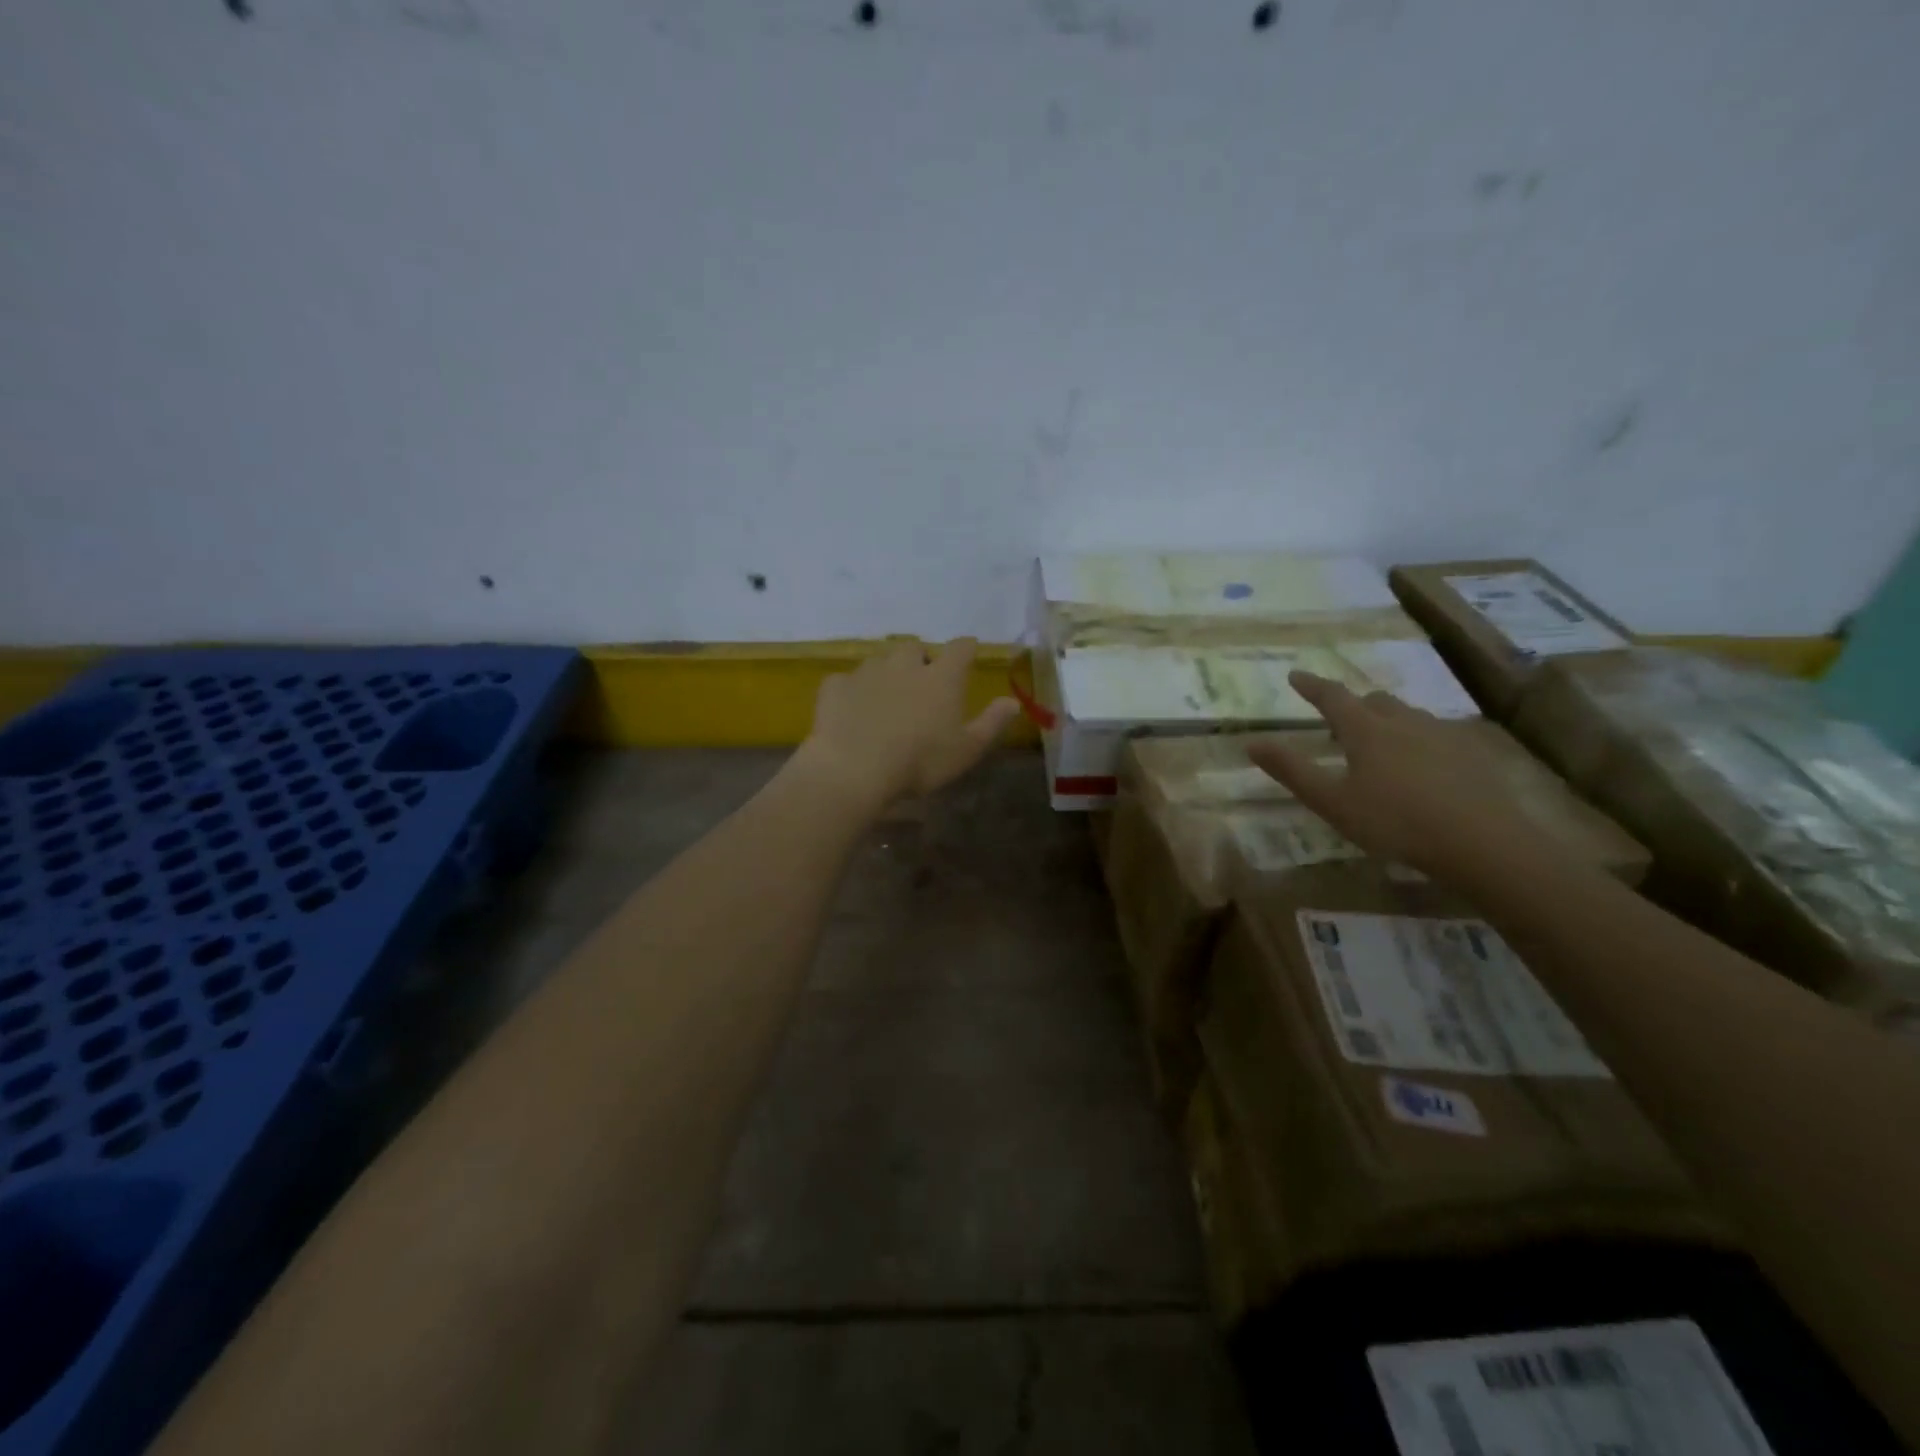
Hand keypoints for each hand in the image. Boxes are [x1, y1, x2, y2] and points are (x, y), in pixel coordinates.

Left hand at [794, 638, 1021, 815]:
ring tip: (886, 699)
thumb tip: (1013, 701)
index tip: (969, 653)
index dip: (966, 648)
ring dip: (887, 673)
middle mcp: (904, 664)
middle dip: (920, 659)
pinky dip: (853, 691)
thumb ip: (991, 723)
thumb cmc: (920, 761)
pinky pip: (847, 681)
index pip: (961, 648)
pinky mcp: (835, 686)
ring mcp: (867, 672)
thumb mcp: (966, 750)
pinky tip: (853, 711)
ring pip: (880, 661)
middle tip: (921, 684)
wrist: (854, 769)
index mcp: (941, 677)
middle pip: (915, 647)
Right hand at [1247, 671, 1560, 882]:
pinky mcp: (1473, 753)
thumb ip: (1291, 770)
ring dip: (1388, 719)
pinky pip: (1438, 734)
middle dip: (1354, 704)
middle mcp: (1404, 722)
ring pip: (1409, 715)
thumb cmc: (1395, 822)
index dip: (1312, 686)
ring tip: (1381, 742)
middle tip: (1340, 721)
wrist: (1483, 842)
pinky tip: (1424, 765)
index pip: (1332, 697)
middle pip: (1375, 700)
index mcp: (1366, 730)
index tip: (1296, 675)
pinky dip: (1420, 739)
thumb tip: (1251, 742)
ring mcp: (1443, 735)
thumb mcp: (1332, 802)